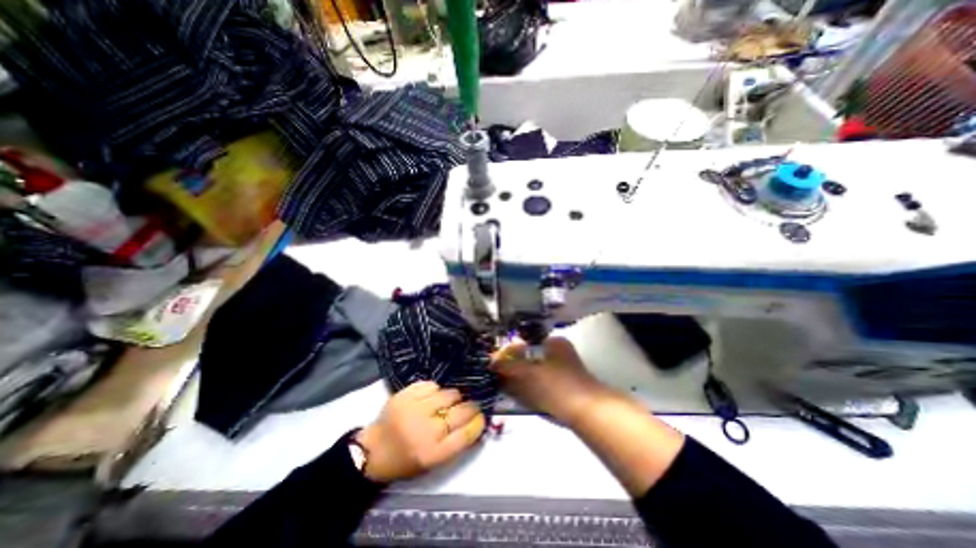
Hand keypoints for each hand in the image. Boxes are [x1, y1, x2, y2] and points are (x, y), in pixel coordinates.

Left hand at [355, 382, 483, 483]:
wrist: (372, 451)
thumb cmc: (405, 461)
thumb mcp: (432, 463)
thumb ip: (455, 443)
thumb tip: (476, 421)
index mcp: (432, 454)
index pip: (466, 434)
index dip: (478, 422)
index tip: (481, 416)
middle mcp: (425, 430)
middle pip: (460, 411)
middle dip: (470, 406)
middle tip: (469, 405)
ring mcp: (414, 409)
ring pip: (448, 393)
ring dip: (452, 397)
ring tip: (447, 402)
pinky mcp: (404, 395)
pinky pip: (430, 385)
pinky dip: (435, 390)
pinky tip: (431, 397)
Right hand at [496, 336, 607, 425]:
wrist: (587, 413)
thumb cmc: (556, 385)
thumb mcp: (528, 373)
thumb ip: (507, 366)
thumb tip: (491, 362)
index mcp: (554, 343)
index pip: (525, 342)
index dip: (509, 351)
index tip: (496, 363)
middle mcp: (560, 353)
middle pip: (530, 357)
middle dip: (513, 367)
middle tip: (498, 376)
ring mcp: (563, 372)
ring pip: (534, 372)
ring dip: (520, 379)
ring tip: (505, 386)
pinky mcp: (564, 389)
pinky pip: (541, 385)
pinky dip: (529, 389)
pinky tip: (520, 396)